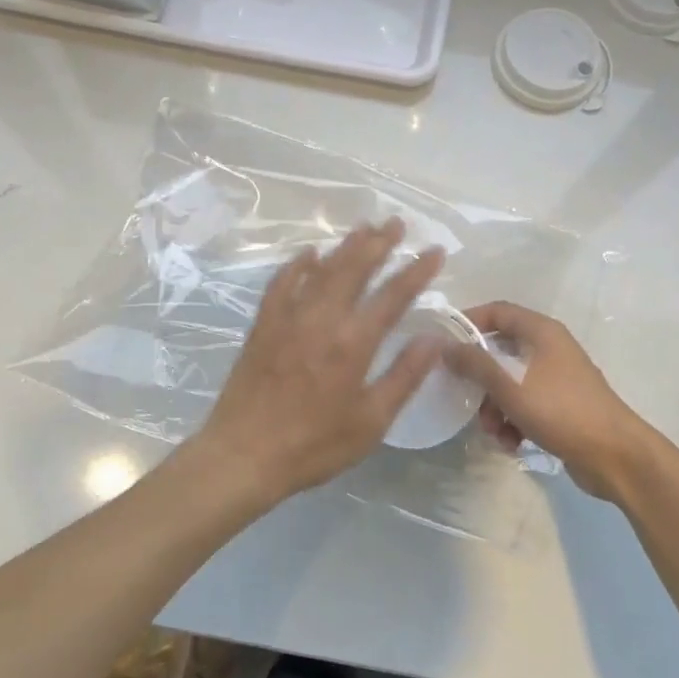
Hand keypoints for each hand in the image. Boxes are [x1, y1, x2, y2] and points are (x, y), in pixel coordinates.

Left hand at [198, 218, 444, 505]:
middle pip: (355, 268)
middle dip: (379, 243)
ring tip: (364, 228)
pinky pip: (282, 283)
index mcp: (353, 342)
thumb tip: (434, 340)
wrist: (243, 454)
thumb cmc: (314, 445)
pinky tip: (308, 254)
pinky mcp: (263, 325)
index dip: (417, 271)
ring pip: (321, 269)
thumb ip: (404, 376)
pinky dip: (297, 265)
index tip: (435, 250)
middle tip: (396, 223)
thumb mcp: (371, 421)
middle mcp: (322, 318)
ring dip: (345, 246)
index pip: (393, 296)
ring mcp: (288, 317)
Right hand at [445, 301, 656, 500]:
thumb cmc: (561, 411)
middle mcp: (550, 348)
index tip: (444, 343)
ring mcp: (557, 378)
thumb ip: (475, 364)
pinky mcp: (561, 406)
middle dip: (480, 378)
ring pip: (510, 382)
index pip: (498, 312)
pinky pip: (526, 405)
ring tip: (494, 432)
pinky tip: (512, 443)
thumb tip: (444, 345)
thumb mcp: (510, 386)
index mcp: (542, 332)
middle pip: (500, 351)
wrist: (615, 457)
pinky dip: (514, 421)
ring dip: (495, 406)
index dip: (468, 322)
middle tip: (464, 396)